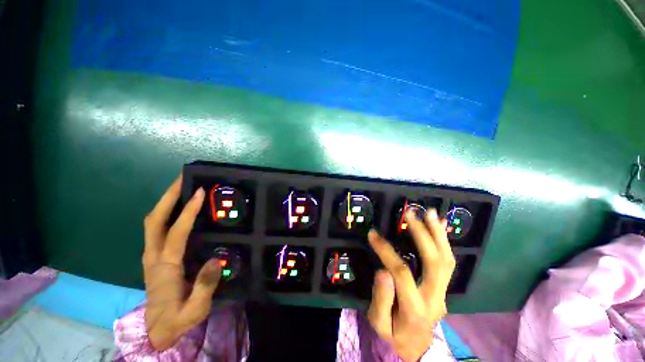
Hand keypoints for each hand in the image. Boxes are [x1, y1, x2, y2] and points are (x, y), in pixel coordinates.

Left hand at [142, 175, 220, 350]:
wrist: (159, 331)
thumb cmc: (178, 320)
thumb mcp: (195, 310)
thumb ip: (204, 286)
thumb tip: (215, 259)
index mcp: (164, 267)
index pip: (175, 232)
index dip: (187, 211)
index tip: (199, 192)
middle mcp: (153, 256)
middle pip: (154, 220)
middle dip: (167, 197)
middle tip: (183, 179)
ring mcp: (152, 255)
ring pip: (153, 222)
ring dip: (166, 202)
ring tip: (181, 187)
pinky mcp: (155, 256)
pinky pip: (158, 228)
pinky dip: (166, 213)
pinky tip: (179, 208)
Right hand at [367, 209, 455, 361]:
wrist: (418, 347)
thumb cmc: (395, 334)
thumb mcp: (379, 324)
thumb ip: (380, 300)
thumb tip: (383, 270)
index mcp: (415, 308)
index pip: (401, 273)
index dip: (386, 251)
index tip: (373, 234)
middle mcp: (435, 297)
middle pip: (435, 262)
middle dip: (422, 234)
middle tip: (410, 214)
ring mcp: (443, 292)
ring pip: (447, 260)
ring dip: (438, 234)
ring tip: (432, 213)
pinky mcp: (444, 287)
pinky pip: (448, 262)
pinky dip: (444, 241)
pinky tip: (441, 226)